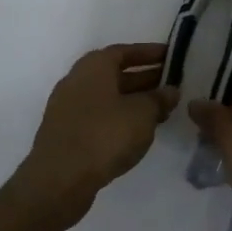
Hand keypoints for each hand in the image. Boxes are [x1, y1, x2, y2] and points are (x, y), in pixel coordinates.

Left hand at [16, 43, 178, 218]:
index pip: (125, 51)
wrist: (60, 179)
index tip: (171, 56)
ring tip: (160, 110)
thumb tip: (171, 91)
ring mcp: (68, 108)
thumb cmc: (105, 135)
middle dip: (144, 78)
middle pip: (115, 74)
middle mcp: (77, 81)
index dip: (149, 53)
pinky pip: (98, 116)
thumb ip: (159, 99)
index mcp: (93, 66)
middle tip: (171, 84)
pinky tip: (137, 131)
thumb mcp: (143, 114)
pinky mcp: (66, 133)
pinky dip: (119, 117)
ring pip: (107, 96)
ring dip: (133, 100)